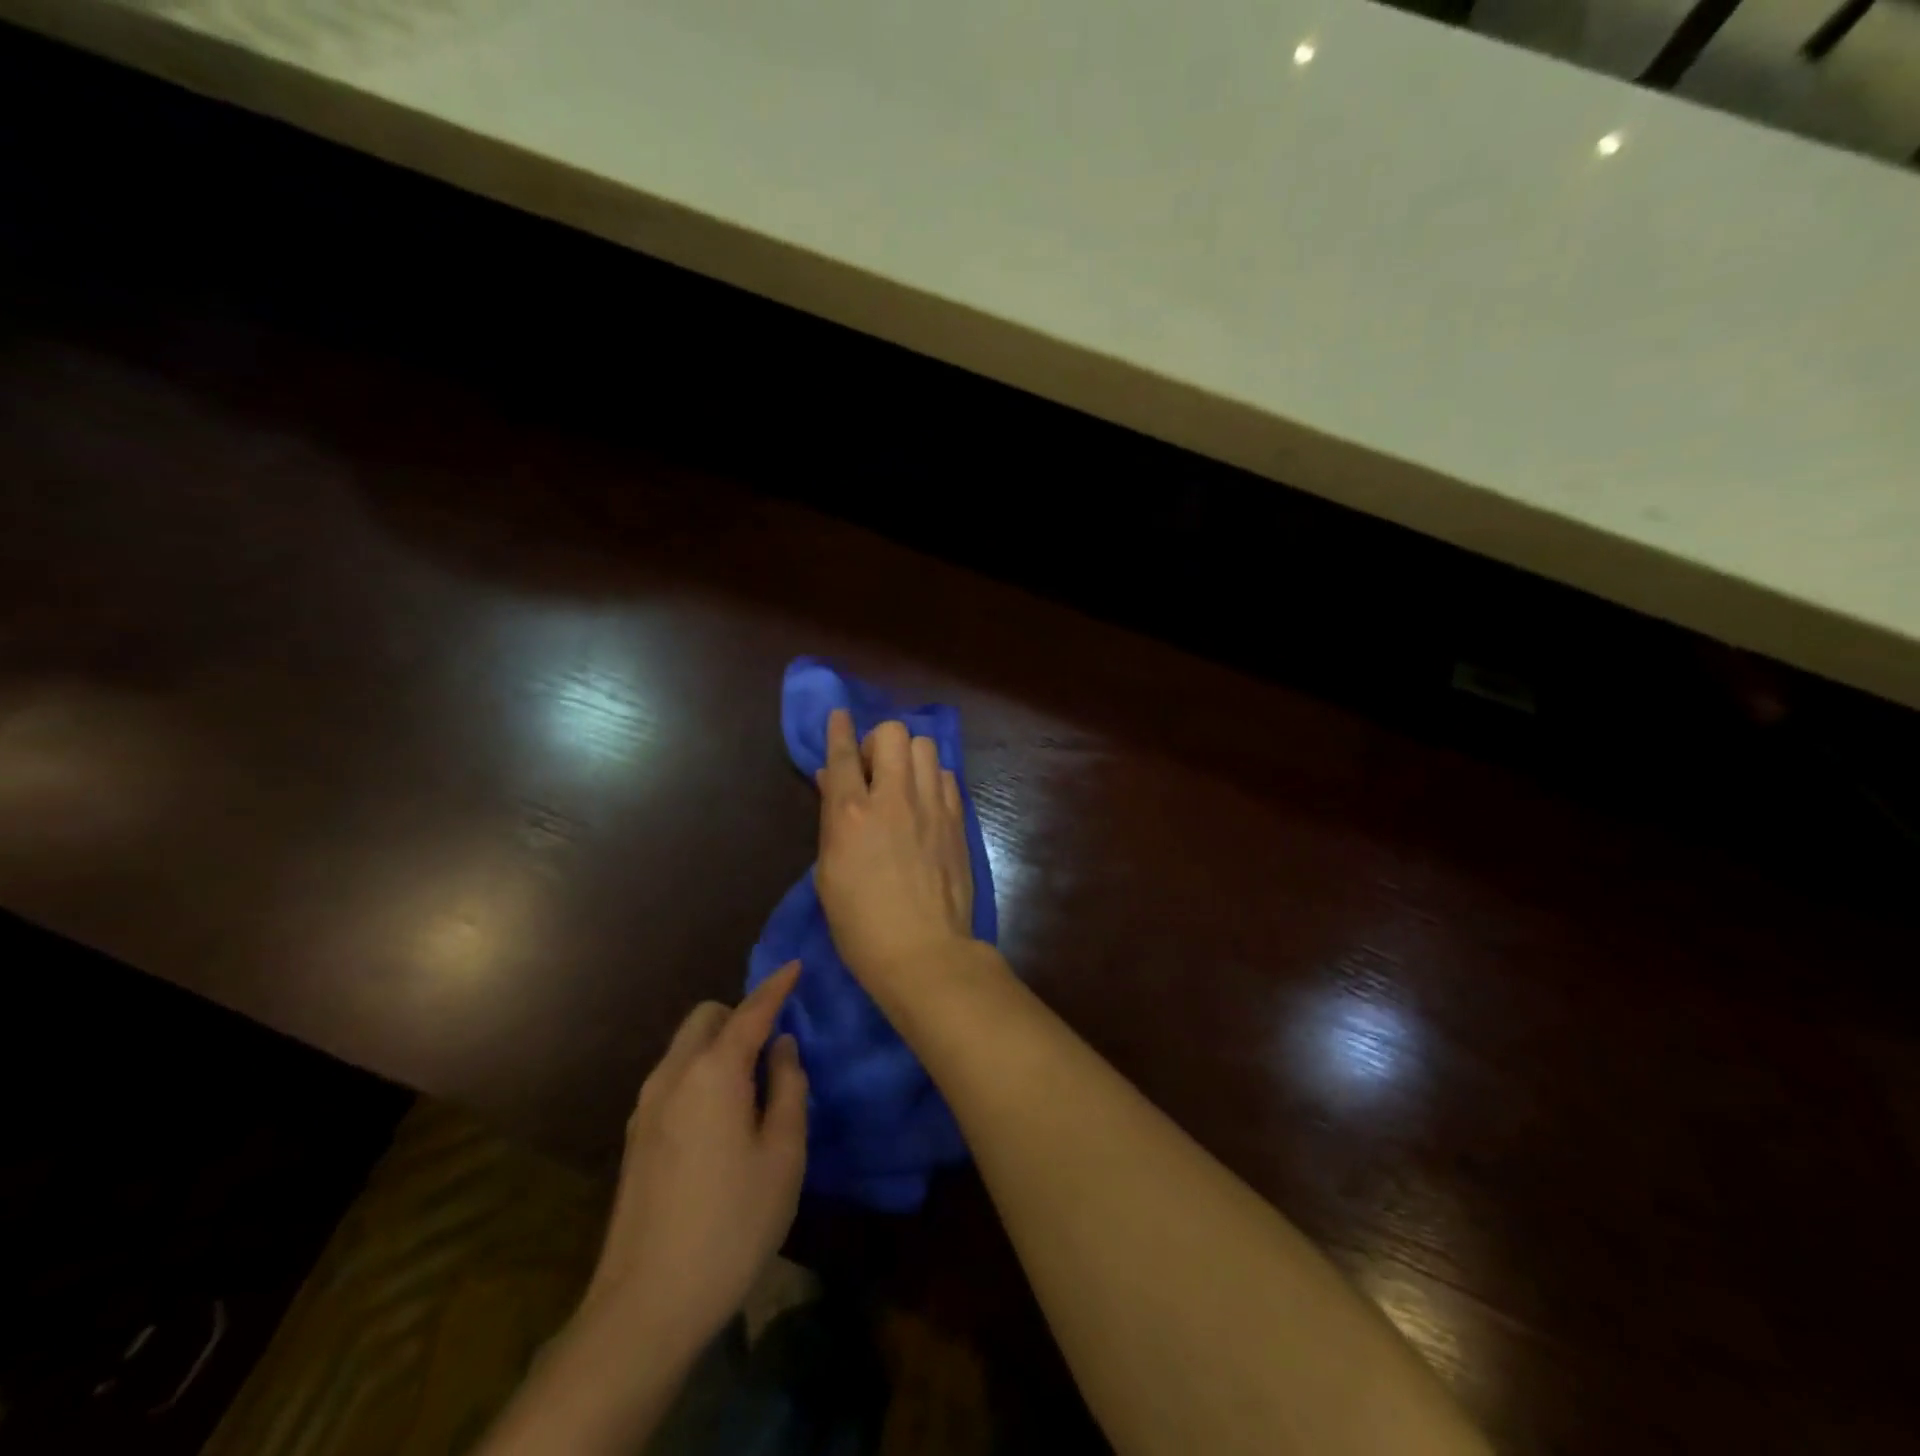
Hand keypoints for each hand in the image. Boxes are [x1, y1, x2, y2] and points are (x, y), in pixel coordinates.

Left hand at [580, 963, 808, 1358]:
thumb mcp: (783, 1155)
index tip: (795, 966)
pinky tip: (721, 1114)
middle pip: (707, 1017)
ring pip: (687, 1046)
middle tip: (775, 1046)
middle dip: (741, 1015)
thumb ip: (789, 1088)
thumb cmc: (732, 1223)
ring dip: (719, 1044)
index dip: (776, 986)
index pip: (751, 1011)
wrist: (646, 1305)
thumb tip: (783, 1047)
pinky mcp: (635, 1135)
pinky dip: (701, 1071)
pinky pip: (674, 1076)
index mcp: (714, 1072)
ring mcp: (646, 1105)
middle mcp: (674, 1075)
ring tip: (752, 1083)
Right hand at [815, 710, 975, 987]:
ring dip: (909, 756)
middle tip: (873, 770)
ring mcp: (931, 806)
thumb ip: (832, 820)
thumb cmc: (861, 924)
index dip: (838, 729)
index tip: (839, 714)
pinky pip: (947, 776)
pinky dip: (933, 779)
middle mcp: (894, 797)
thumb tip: (834, 782)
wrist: (923, 951)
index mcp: (851, 813)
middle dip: (879, 742)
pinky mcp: (957, 820)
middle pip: (893, 734)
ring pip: (926, 747)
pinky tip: (926, 802)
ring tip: (902, 782)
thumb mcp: (829, 873)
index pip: (842, 754)